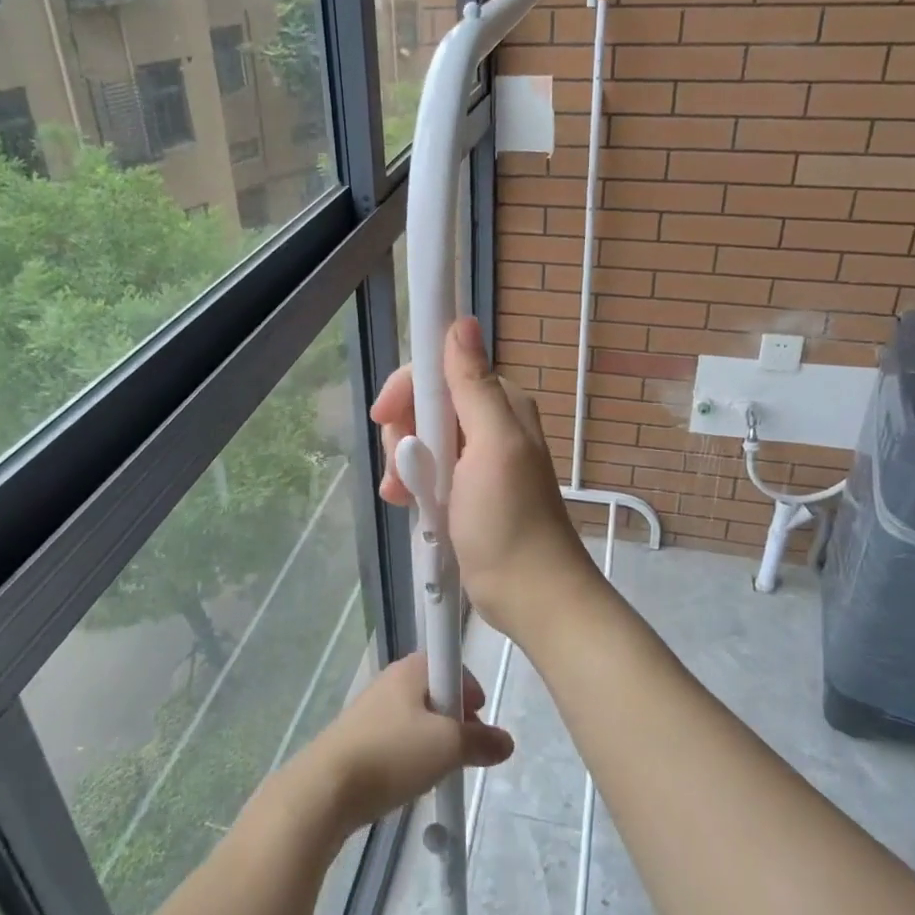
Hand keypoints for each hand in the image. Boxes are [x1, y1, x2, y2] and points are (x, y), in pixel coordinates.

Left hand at [297, 653, 512, 835]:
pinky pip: (397, 739)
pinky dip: (410, 756)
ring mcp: (371, 709)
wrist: (325, 789)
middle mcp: (391, 680)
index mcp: (412, 669)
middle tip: (465, 750)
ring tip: (439, 771)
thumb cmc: (392, 754)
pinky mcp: (358, 738)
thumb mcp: (447, 747)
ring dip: (434, 741)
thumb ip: (481, 741)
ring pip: (417, 718)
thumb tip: (505, 742)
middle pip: (436, 691)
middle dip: (456, 719)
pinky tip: (410, 781)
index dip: (470, 690)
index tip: (478, 718)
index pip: (452, 663)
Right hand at [369, 317, 592, 639]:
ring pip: (420, 440)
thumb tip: (462, 321)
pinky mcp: (465, 490)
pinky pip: (426, 471)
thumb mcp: (491, 445)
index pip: (441, 370)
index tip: (386, 418)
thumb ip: (473, 384)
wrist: (528, 593)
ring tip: (404, 496)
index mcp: (499, 404)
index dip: (409, 389)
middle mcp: (488, 424)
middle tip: (405, 469)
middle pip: (426, 406)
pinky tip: (408, 506)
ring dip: (404, 465)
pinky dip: (412, 485)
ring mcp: (475, 460)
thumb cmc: (508, 519)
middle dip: (405, 435)